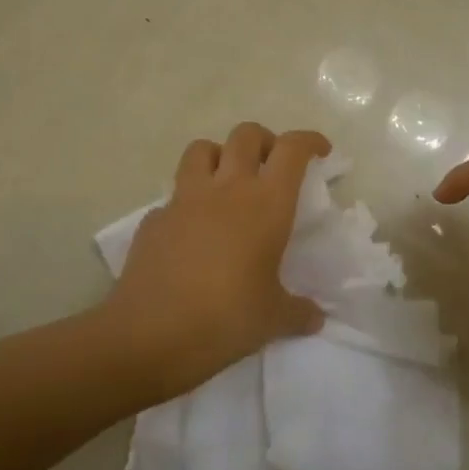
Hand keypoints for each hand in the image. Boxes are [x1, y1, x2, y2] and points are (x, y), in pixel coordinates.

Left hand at [102, 123, 329, 400]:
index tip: (319, 152)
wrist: (149, 335)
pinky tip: (192, 231)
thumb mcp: (273, 319)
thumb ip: (299, 311)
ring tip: (229, 183)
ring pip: (202, 149)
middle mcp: (226, 189)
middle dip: (265, 141)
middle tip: (273, 167)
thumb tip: (315, 317)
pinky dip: (188, 201)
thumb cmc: (225, 319)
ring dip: (220, 155)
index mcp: (266, 204)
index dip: (309, 141)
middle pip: (246, 134)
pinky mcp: (153, 219)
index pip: (292, 150)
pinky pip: (174, 195)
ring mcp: (184, 199)